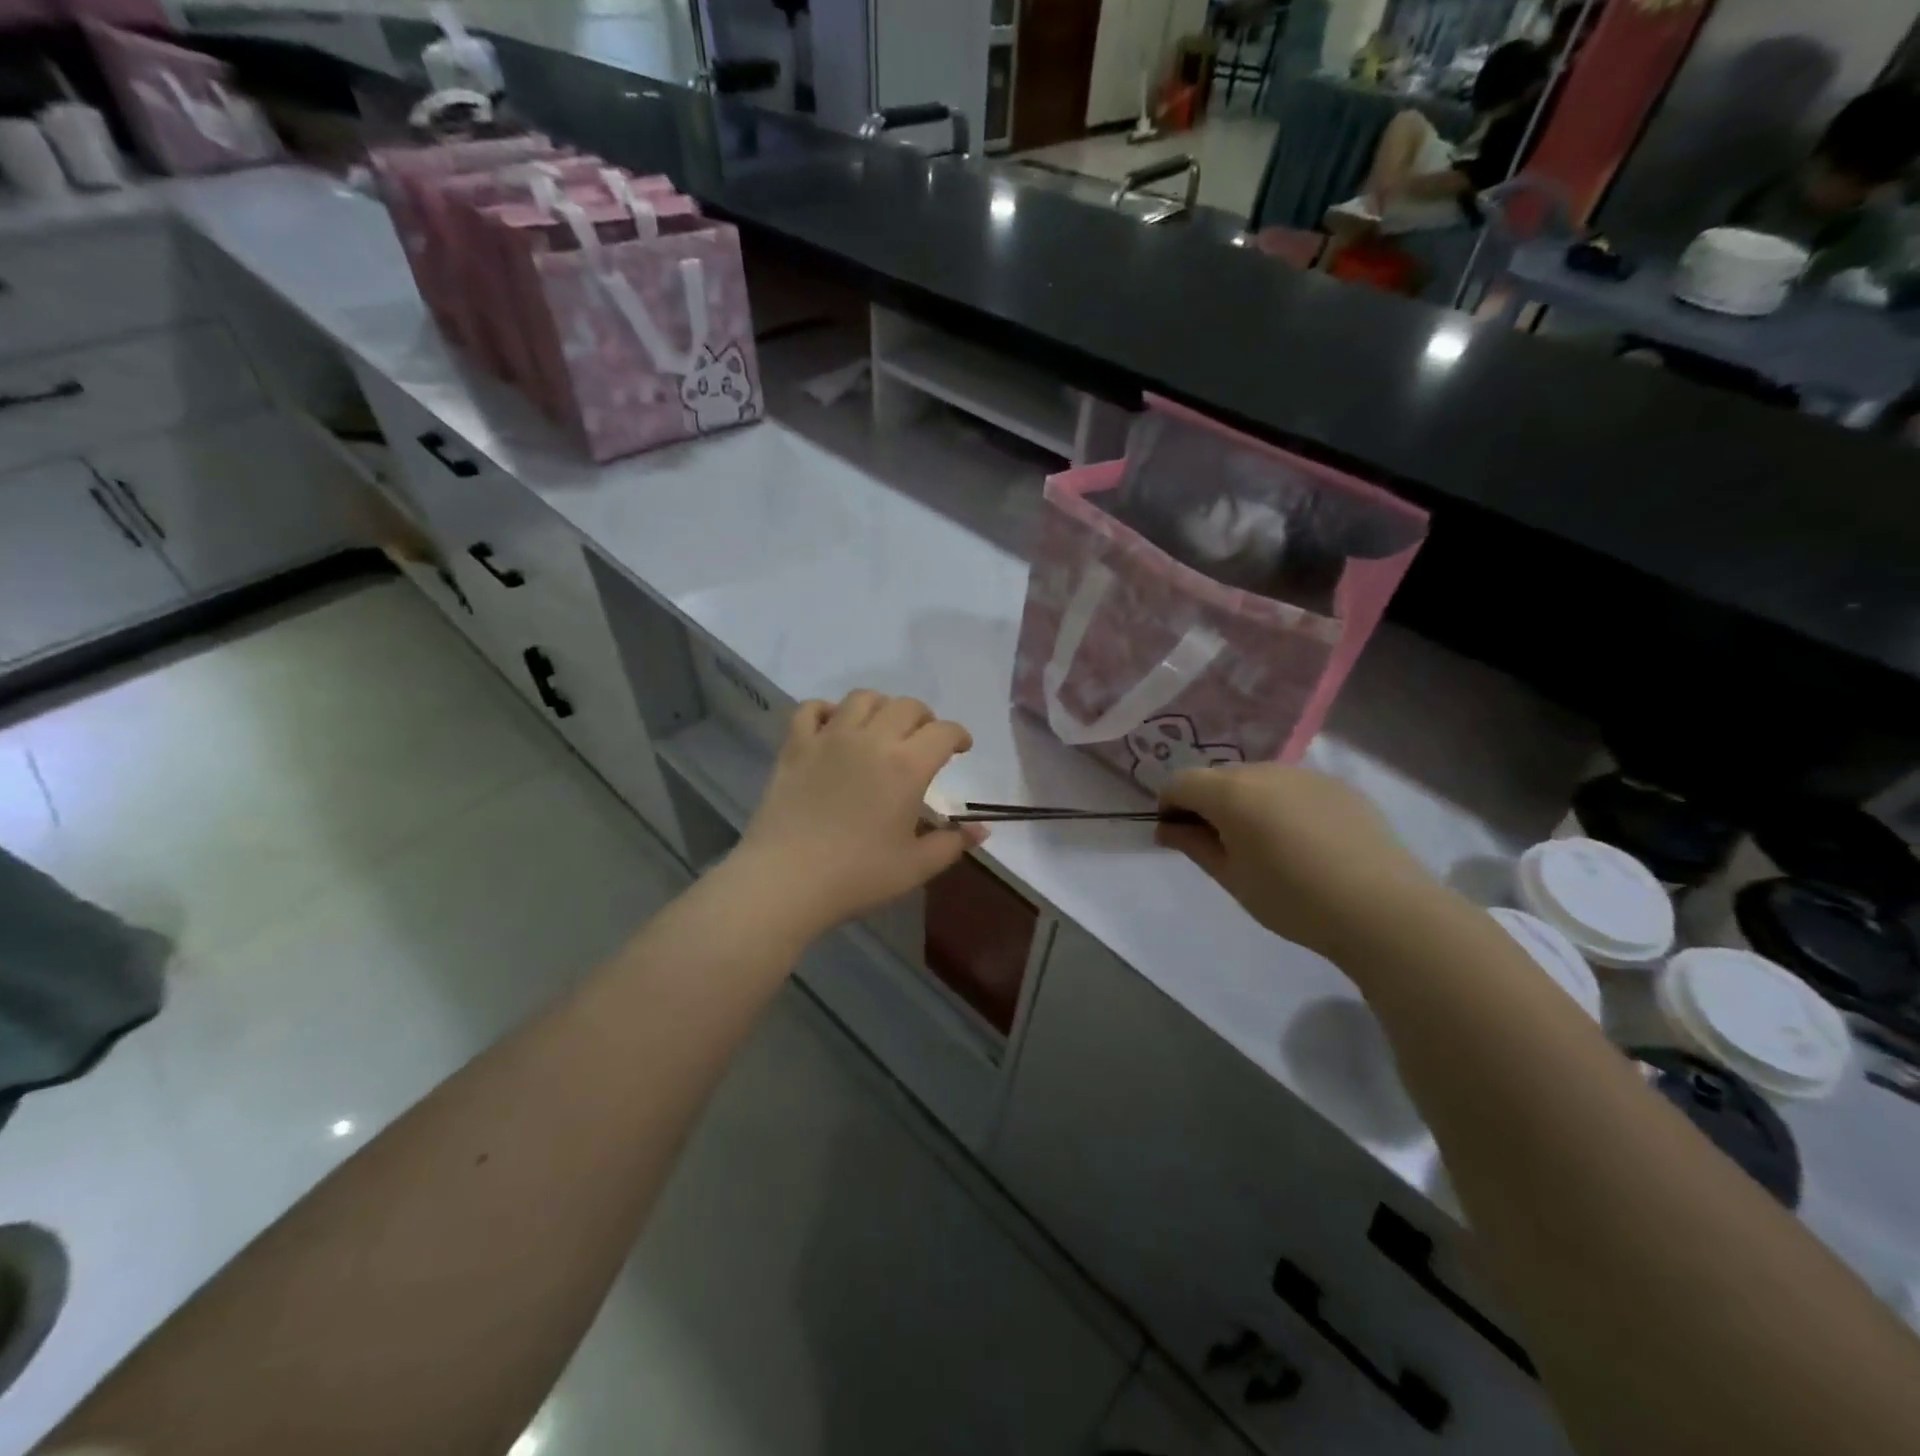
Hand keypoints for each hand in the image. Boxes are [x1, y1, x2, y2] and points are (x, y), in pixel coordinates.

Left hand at [731, 691, 977, 937]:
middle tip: (923, 741)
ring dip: (881, 707)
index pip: (944, 731)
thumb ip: (953, 843)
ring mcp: (830, 737)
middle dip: (924, 718)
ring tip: (881, 728)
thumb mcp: (916, 866)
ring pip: (862, 698)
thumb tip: (982, 830)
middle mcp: (872, 739)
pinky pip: (812, 709)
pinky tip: (833, 727)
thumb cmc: (858, 875)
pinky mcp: (796, 746)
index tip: (961, 749)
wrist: (787, 880)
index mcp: (908, 765)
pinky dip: (827, 711)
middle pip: (907, 706)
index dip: (959, 735)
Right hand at [1157, 764, 1443, 960]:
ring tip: (1265, 845)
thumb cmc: (1293, 899)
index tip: (1177, 836)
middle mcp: (1265, 770)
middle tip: (1220, 845)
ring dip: (1245, 802)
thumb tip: (1167, 828)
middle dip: (1207, 803)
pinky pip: (1293, 787)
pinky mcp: (1338, 786)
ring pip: (1257, 779)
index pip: (1180, 781)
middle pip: (1218, 777)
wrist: (1383, 909)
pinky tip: (1303, 842)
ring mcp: (1305, 774)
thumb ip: (1194, 845)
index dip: (1169, 805)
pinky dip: (1282, 805)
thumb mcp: (1232, 878)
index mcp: (1231, 792)